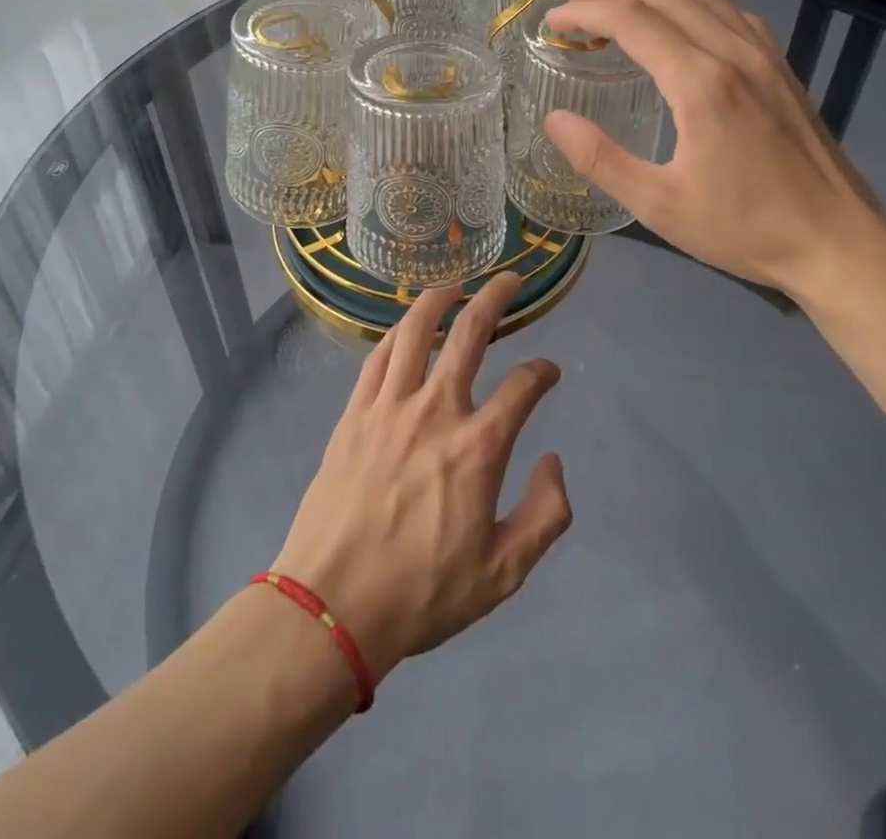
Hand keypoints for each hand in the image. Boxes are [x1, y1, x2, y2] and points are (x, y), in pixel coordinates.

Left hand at [273, 273, 571, 683]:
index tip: (548, 372)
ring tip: (456, 284)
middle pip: (470, 333)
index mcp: (478, 447)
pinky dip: (397, 333)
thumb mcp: (502, 574)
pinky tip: (406, 327)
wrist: (332, 606)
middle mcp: (437, 410)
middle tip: (510, 280)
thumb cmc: (421, 593)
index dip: (543, 372)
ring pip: (416, 331)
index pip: (523, 386)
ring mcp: (390, 406)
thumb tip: (554, 462)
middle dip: (496, 299)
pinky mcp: (355, 412)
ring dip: (440, 300)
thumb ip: (544, 516)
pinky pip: (378, 357)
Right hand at [541, 0, 885, 306]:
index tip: (552, 23)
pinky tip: (679, 17)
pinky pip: (729, 11)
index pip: (631, 21)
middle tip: (573, 5)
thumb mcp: (660, 205)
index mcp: (700, 83)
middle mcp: (733, 53)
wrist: (837, 243)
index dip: (585, 14)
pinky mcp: (781, 67)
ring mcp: (764, 55)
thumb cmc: (744, 229)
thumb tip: (554, 120)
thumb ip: (600, 160)